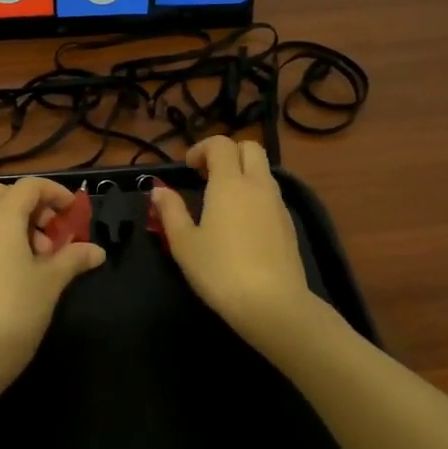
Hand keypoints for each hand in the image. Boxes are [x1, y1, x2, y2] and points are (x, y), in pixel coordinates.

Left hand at [0, 178, 105, 414]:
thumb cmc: (14, 315)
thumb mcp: (50, 284)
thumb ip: (73, 259)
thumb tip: (97, 251)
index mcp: (0, 219)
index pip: (29, 186)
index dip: (55, 193)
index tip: (73, 212)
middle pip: (4, 194)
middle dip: (32, 205)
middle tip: (53, 233)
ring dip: (15, 222)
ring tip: (39, 258)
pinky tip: (16, 272)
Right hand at [152, 137, 316, 357]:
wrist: (273, 304)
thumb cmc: (220, 271)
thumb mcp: (184, 244)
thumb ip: (170, 211)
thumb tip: (158, 191)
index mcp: (230, 183)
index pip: (221, 144)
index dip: (202, 148)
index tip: (189, 168)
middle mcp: (258, 185)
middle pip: (250, 147)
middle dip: (228, 152)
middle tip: (208, 176)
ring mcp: (278, 204)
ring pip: (264, 171)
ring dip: (243, 173)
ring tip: (222, 202)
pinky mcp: (289, 225)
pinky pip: (271, 195)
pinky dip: (255, 195)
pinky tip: (242, 225)